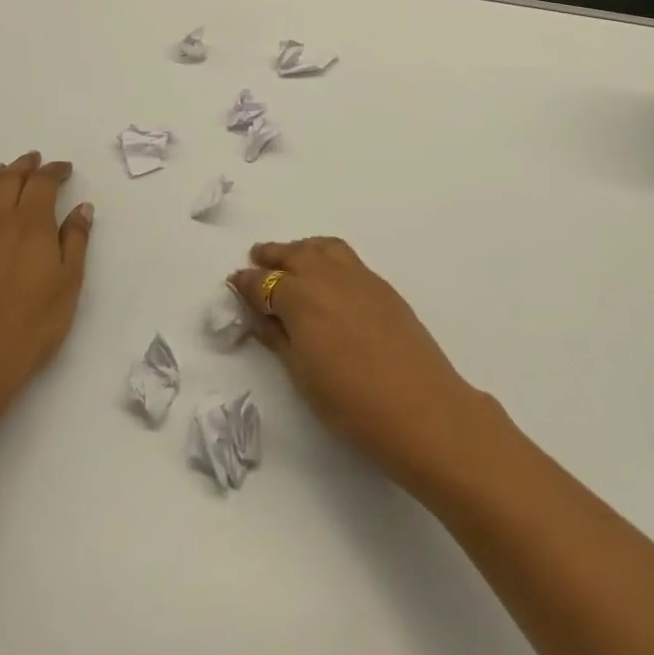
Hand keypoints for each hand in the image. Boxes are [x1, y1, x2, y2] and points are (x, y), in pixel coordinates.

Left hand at [0, 153, 93, 422]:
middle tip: (34, 160)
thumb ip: (76, 241)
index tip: (65, 169)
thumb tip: (81, 208)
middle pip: (7, 181)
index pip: (42, 183)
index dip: (54, 170)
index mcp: (30, 226)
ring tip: (0, 172)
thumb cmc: (32, 328)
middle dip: (23, 166)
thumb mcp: (69, 284)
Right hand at [230, 238, 492, 485]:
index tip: (234, 283)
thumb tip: (259, 314)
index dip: (246, 283)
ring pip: (322, 248)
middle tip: (256, 258)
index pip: (264, 283)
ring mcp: (358, 276)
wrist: (420, 406)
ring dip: (301, 248)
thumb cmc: (351, 402)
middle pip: (294, 254)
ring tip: (290, 257)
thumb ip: (278, 338)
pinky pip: (345, 257)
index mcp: (301, 297)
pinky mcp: (381, 285)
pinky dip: (327, 255)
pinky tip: (326, 274)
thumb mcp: (302, 375)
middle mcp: (327, 276)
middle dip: (272, 255)